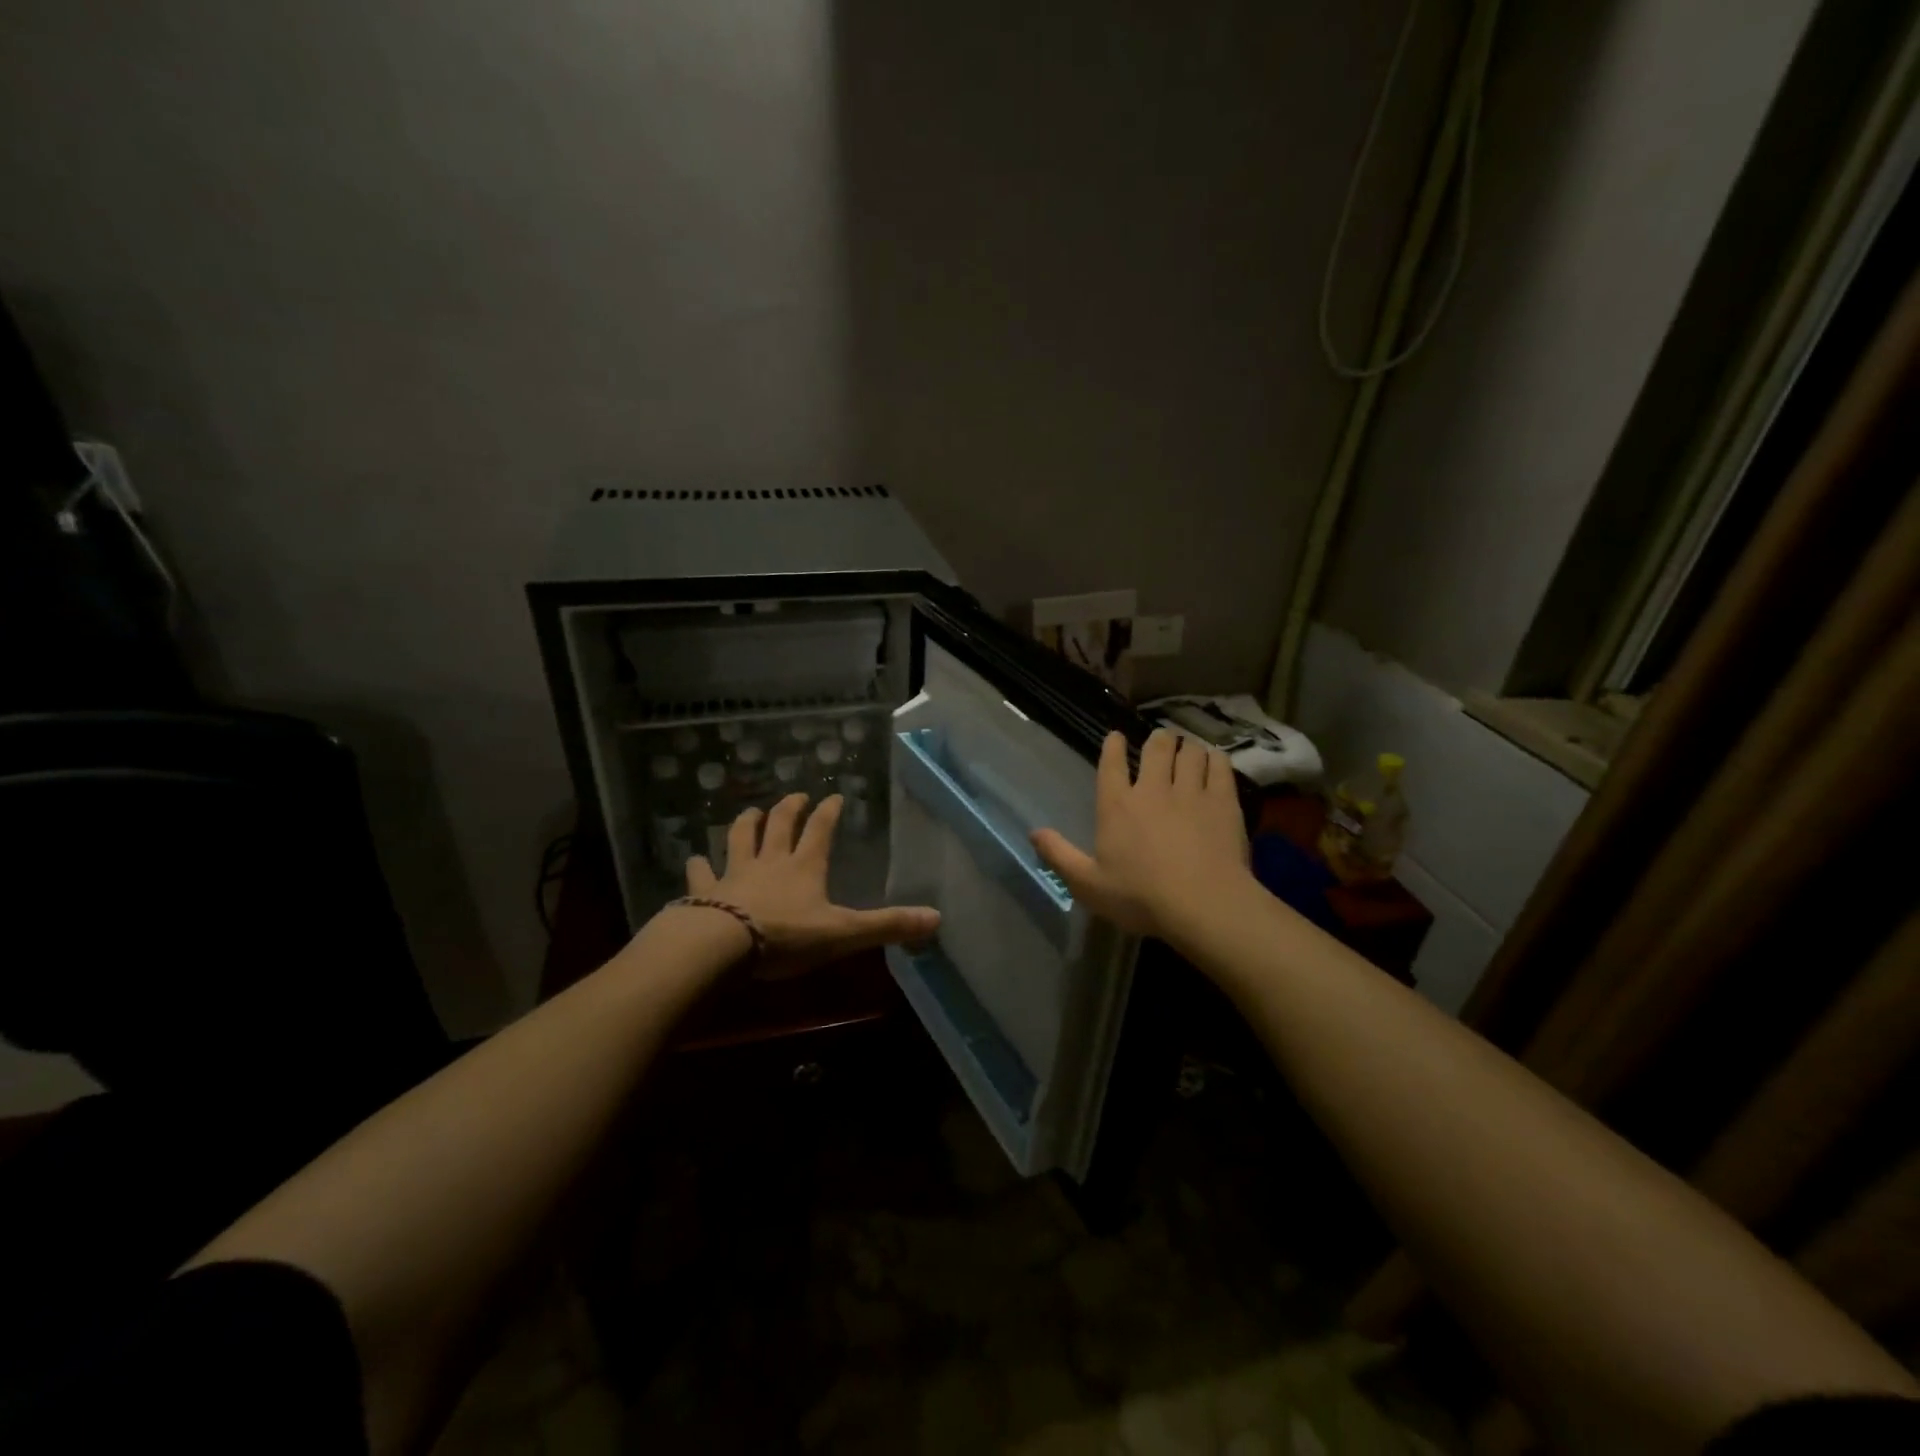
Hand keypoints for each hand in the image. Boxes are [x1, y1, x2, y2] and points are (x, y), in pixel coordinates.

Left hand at [685, 793, 939, 977]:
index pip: (820, 831)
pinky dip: (698, 865)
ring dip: (746, 823)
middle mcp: (770, 862)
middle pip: (780, 826)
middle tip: (796, 795)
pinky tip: (692, 858)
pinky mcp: (705, 891)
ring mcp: (734, 874)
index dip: (829, 812)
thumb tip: (936, 918)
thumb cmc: (785, 937)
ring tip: (751, 810)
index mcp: (805, 867)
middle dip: (790, 808)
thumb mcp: (843, 933)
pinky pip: (701, 873)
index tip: (834, 796)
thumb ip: (887, 926)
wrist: (721, 946)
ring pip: (740, 839)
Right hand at [1030, 729, 1252, 942]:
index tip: (1116, 736)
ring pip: (1190, 752)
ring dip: (1187, 747)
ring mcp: (1191, 792)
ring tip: (1189, 749)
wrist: (1203, 904)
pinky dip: (1215, 759)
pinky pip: (1219, 766)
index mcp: (1117, 806)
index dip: (1113, 746)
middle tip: (1161, 739)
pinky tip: (1215, 761)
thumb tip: (1033, 833)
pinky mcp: (1223, 801)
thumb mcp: (1088, 884)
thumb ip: (1059, 856)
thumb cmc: (1140, 897)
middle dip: (1158, 739)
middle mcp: (1153, 789)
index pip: (1112, 764)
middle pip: (1156, 748)